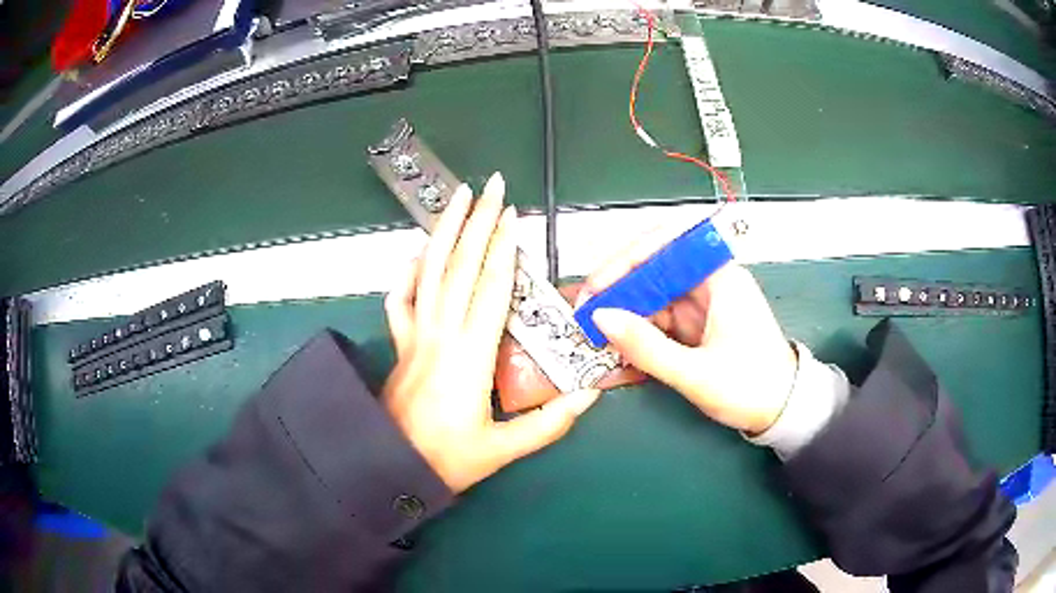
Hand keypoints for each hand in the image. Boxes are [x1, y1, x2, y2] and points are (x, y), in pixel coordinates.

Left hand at [382, 172, 599, 493]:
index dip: (503, 248)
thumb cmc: (446, 459)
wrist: (388, 465)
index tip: (511, 215)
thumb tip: (589, 396)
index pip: (491, 288)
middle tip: (490, 186)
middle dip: (477, 221)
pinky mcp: (400, 343)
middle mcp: (441, 334)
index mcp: (470, 355)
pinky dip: (408, 271)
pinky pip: (400, 298)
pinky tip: (417, 252)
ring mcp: (415, 334)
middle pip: (460, 266)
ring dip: (444, 230)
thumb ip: (549, 424)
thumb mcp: (503, 449)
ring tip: (456, 198)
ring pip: (429, 271)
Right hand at [583, 223, 796, 434]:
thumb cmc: (752, 388)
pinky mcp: (696, 325)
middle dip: (617, 289)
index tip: (599, 284)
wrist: (782, 411)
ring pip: (652, 296)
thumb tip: (601, 319)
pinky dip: (637, 333)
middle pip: (654, 269)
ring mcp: (702, 305)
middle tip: (585, 312)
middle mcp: (709, 283)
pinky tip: (617, 349)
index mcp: (720, 278)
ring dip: (623, 314)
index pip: (668, 244)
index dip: (627, 258)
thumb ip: (646, 347)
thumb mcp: (696, 373)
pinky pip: (659, 320)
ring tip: (594, 334)